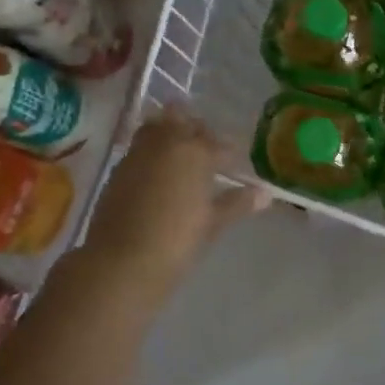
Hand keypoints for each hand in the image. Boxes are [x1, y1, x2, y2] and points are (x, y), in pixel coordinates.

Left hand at [84, 107, 267, 294]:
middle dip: (199, 132)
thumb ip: (238, 203)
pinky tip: (159, 173)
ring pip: (158, 127)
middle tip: (209, 153)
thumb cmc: (176, 240)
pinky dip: (152, 150)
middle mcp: (166, 143)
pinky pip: (141, 147)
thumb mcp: (213, 222)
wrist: (122, 261)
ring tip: (183, 155)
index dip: (231, 154)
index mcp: (196, 152)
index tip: (236, 164)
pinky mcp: (119, 168)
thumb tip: (265, 194)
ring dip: (172, 133)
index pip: (220, 145)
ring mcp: (138, 153)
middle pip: (185, 123)